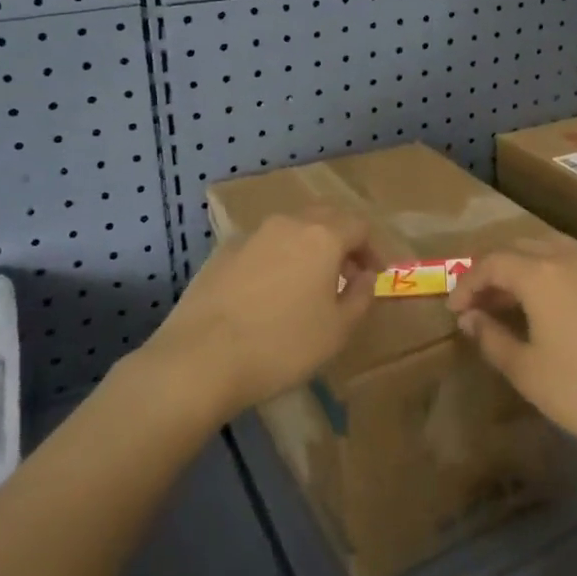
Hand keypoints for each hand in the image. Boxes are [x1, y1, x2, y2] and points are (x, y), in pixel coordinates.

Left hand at [144, 207, 379, 423]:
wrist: (200, 359)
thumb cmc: (282, 345)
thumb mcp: (337, 330)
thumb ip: (361, 296)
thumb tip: (365, 276)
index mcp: (322, 236)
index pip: (359, 226)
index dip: (373, 249)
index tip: (376, 275)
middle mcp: (288, 224)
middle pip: (325, 217)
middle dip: (342, 239)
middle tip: (347, 272)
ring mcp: (251, 234)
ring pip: (291, 229)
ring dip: (307, 247)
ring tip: (308, 282)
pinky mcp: (222, 252)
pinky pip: (261, 245)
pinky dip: (276, 258)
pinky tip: (269, 291)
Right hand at [447, 234, 576, 462]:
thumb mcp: (529, 372)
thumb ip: (492, 339)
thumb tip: (470, 318)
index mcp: (540, 273)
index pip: (491, 263)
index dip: (467, 284)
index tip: (454, 310)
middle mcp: (567, 257)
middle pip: (517, 248)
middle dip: (491, 271)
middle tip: (476, 304)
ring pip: (545, 249)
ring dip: (520, 268)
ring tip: (507, 302)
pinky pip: (568, 260)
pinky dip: (546, 272)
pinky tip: (546, 305)